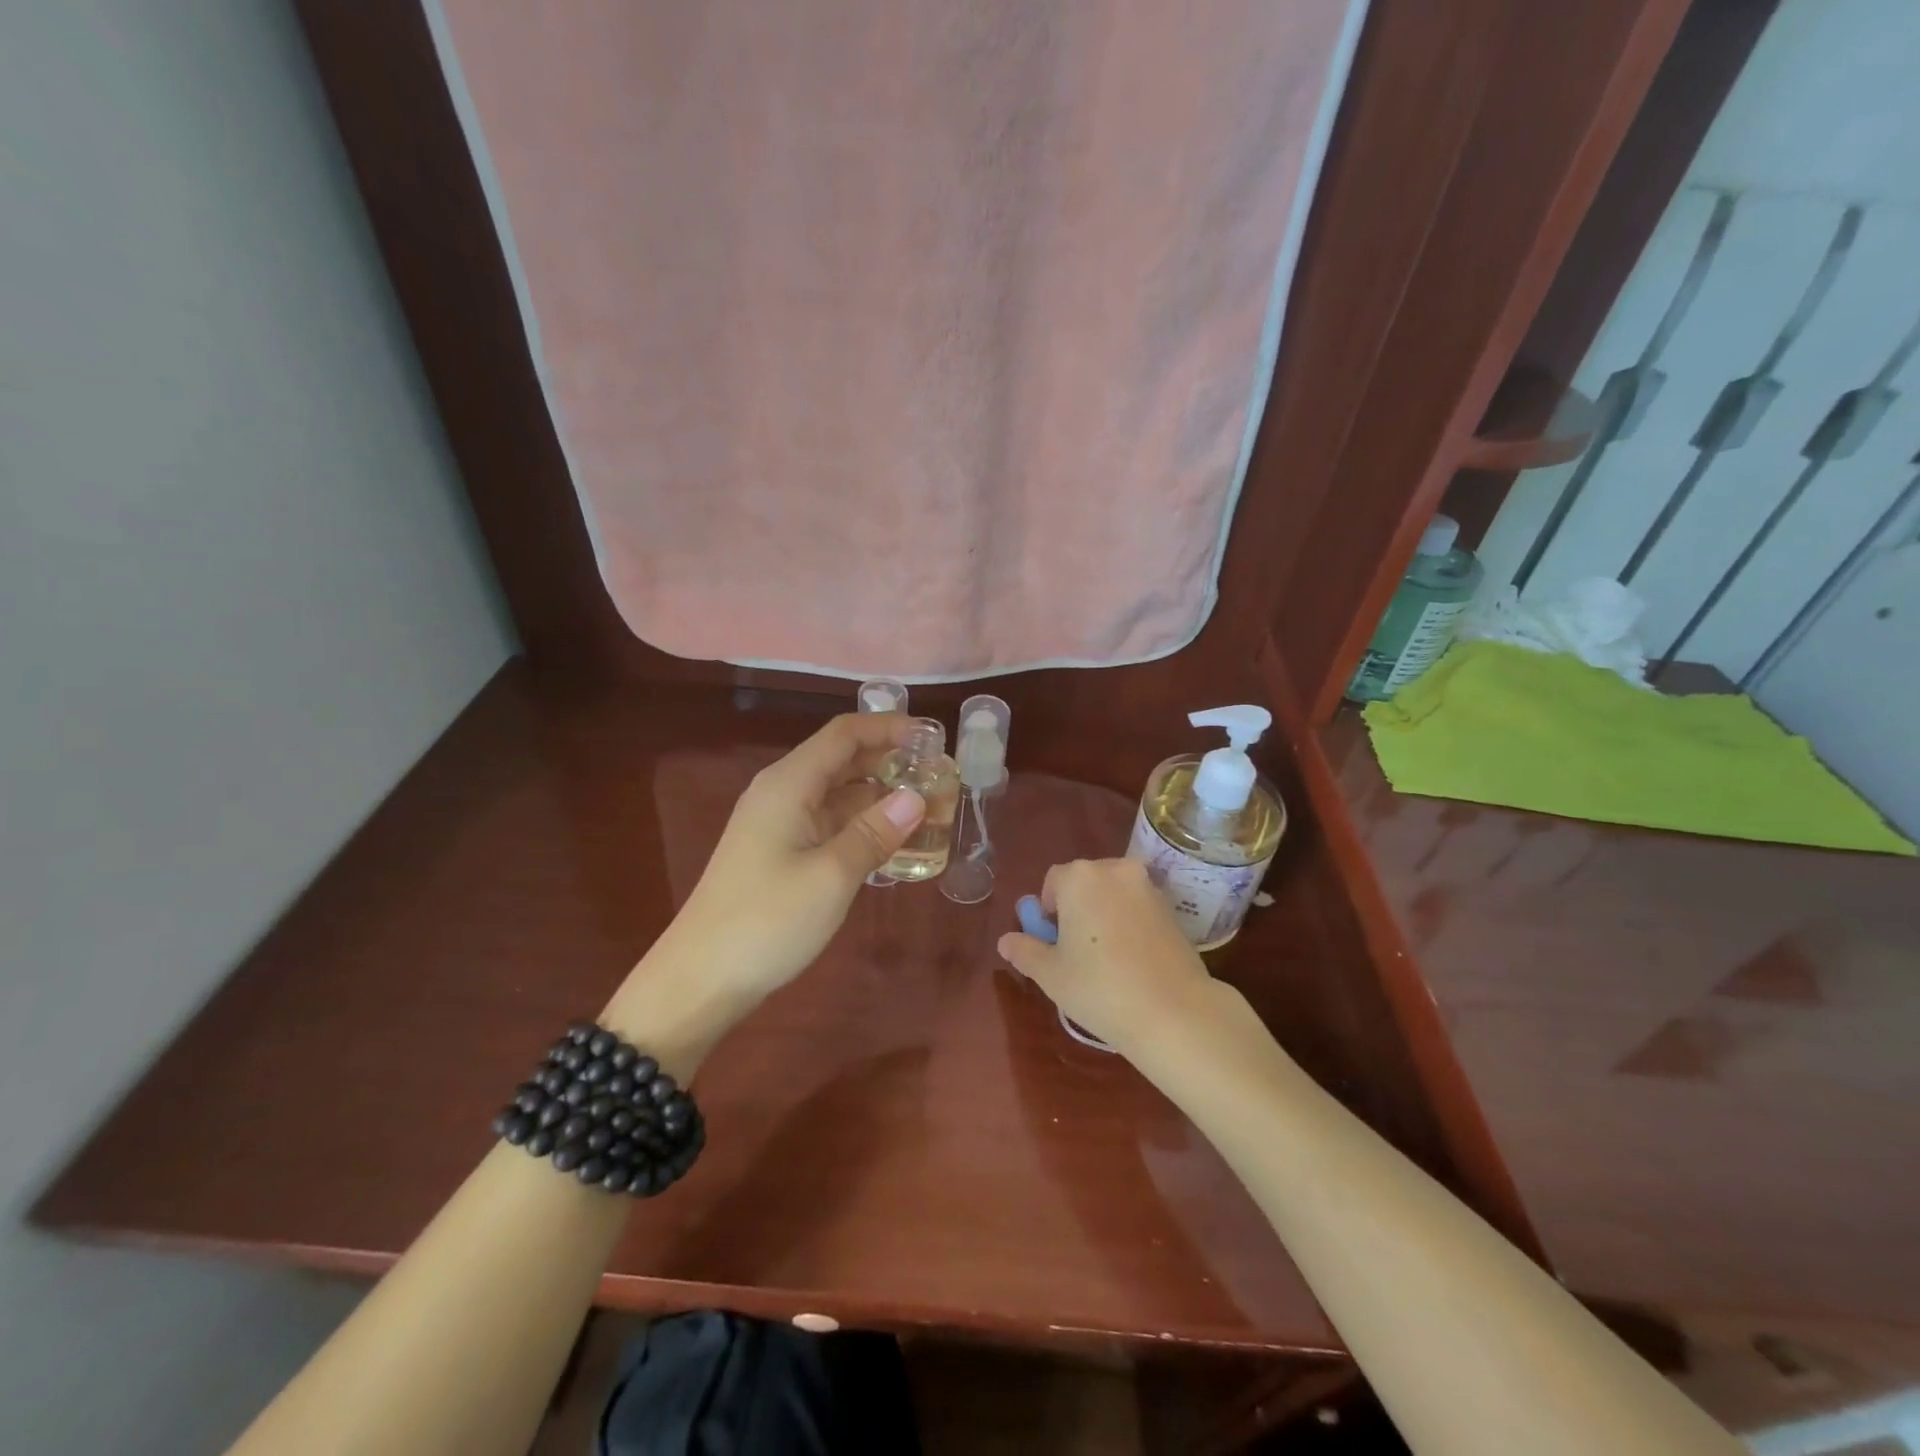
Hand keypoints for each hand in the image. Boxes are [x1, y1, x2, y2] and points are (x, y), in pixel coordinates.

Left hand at [657, 712, 926, 1005]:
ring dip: (881, 797)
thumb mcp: (831, 876)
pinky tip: (895, 843)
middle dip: (891, 763)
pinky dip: (863, 825)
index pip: (845, 734)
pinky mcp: (780, 853)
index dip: (889, 728)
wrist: (700, 979)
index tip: (934, 739)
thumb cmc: (766, 921)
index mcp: (789, 783)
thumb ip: (875, 832)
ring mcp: (779, 824)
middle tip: (940, 780)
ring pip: (839, 794)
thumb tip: (916, 797)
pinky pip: (830, 824)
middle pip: (843, 760)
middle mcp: (782, 793)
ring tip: (929, 811)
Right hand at [997, 858, 1215, 1054]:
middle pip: (1085, 882)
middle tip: (1074, 950)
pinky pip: (1138, 907)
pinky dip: (1129, 923)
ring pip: (1114, 893)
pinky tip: (1131, 959)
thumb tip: (1005, 941)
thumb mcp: (1050, 974)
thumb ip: (1024, 950)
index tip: (1052, 941)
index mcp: (1080, 877)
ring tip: (1104, 957)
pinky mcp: (1172, 908)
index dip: (1047, 910)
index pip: (1053, 881)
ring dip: (1104, 913)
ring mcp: (1148, 887)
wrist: (1174, 1012)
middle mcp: (1115, 870)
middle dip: (1076, 908)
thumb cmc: (1100, 987)